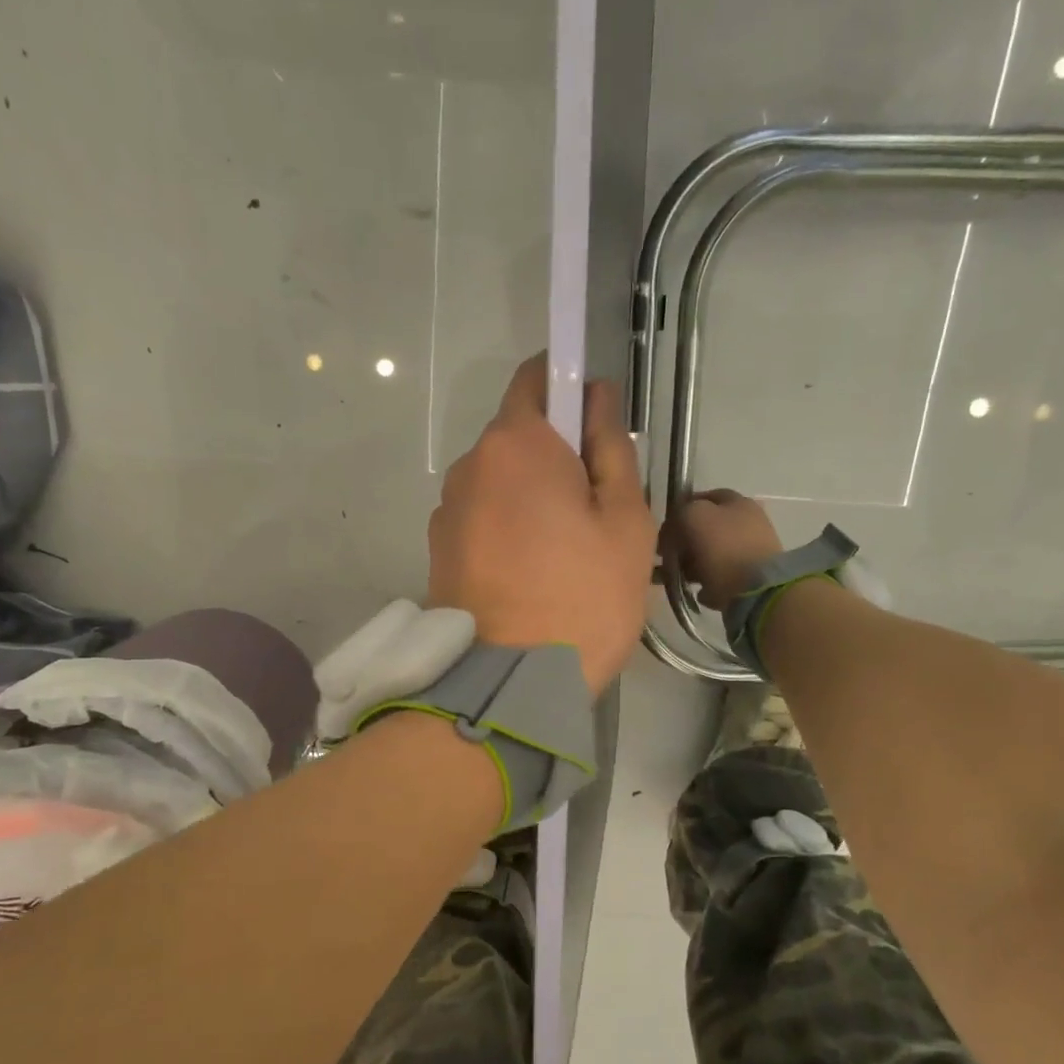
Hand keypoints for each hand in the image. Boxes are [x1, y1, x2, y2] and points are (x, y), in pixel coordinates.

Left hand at [430, 355, 656, 694]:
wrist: (511, 685)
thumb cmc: (584, 596)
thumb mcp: (625, 520)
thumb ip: (611, 447)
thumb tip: (597, 396)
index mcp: (515, 444)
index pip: (536, 378)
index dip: (569, 384)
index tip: (596, 421)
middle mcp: (468, 467)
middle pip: (517, 437)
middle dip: (556, 455)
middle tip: (596, 509)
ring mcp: (446, 512)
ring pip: (499, 483)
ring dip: (531, 497)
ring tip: (565, 554)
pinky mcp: (438, 552)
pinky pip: (482, 519)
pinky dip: (508, 530)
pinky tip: (533, 575)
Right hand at [669, 489, 785, 611]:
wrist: (756, 590)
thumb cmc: (723, 548)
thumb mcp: (693, 517)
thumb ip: (680, 514)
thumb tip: (675, 528)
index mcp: (738, 502)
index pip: (702, 498)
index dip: (680, 513)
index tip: (665, 533)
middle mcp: (748, 522)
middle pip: (706, 528)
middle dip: (684, 543)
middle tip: (668, 558)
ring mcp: (752, 551)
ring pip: (712, 554)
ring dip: (693, 565)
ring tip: (681, 578)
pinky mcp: (753, 578)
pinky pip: (722, 577)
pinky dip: (709, 582)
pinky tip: (701, 590)